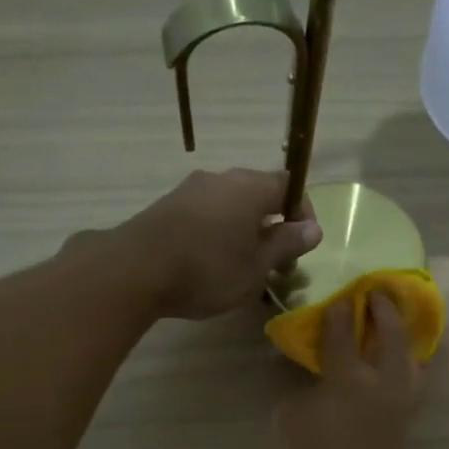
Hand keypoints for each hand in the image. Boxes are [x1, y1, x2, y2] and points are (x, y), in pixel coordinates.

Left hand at [116, 168, 319, 319]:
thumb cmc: (207, 269)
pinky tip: (211, 265)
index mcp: (250, 187)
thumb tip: (313, 229)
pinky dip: (218, 235)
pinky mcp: (168, 207)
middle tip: (275, 265)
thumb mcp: (256, 266)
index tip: (302, 247)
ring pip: (231, 207)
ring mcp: (191, 190)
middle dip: (273, 228)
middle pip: (259, 195)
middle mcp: (222, 179)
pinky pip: (206, 215)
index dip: (302, 214)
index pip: (289, 186)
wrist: (135, 269)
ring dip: (244, 233)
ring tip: (243, 270)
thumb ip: (285, 245)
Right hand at [265, 295, 423, 448]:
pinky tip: (396, 362)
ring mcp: (398, 410)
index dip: (340, 313)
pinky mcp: (403, 430)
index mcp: (349, 381)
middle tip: (378, 293)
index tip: (340, 295)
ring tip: (396, 324)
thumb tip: (317, 376)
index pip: (344, 334)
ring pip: (413, 362)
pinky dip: (407, 365)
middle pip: (393, 338)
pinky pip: (412, 385)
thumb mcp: (285, 420)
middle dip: (386, 311)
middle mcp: (382, 387)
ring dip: (405, 337)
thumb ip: (302, 388)